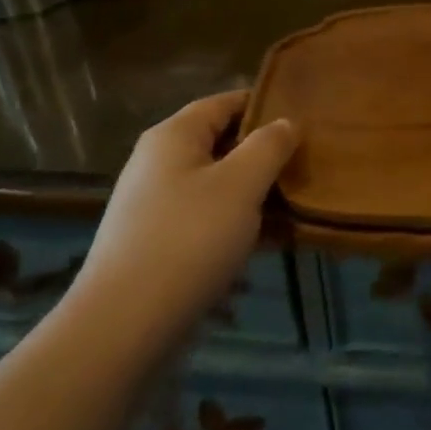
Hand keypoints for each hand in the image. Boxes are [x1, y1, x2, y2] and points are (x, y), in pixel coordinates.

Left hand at [68, 90, 298, 334]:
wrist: (123, 327)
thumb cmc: (188, 239)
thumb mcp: (241, 184)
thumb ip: (269, 146)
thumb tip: (286, 122)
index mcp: (174, 136)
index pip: (224, 102)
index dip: (264, 104)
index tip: (303, 115)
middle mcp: (158, 163)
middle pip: (221, 143)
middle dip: (264, 152)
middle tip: (307, 162)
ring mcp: (155, 206)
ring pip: (217, 185)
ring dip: (255, 192)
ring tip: (298, 202)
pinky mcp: (157, 245)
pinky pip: (207, 220)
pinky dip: (238, 223)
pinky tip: (270, 241)